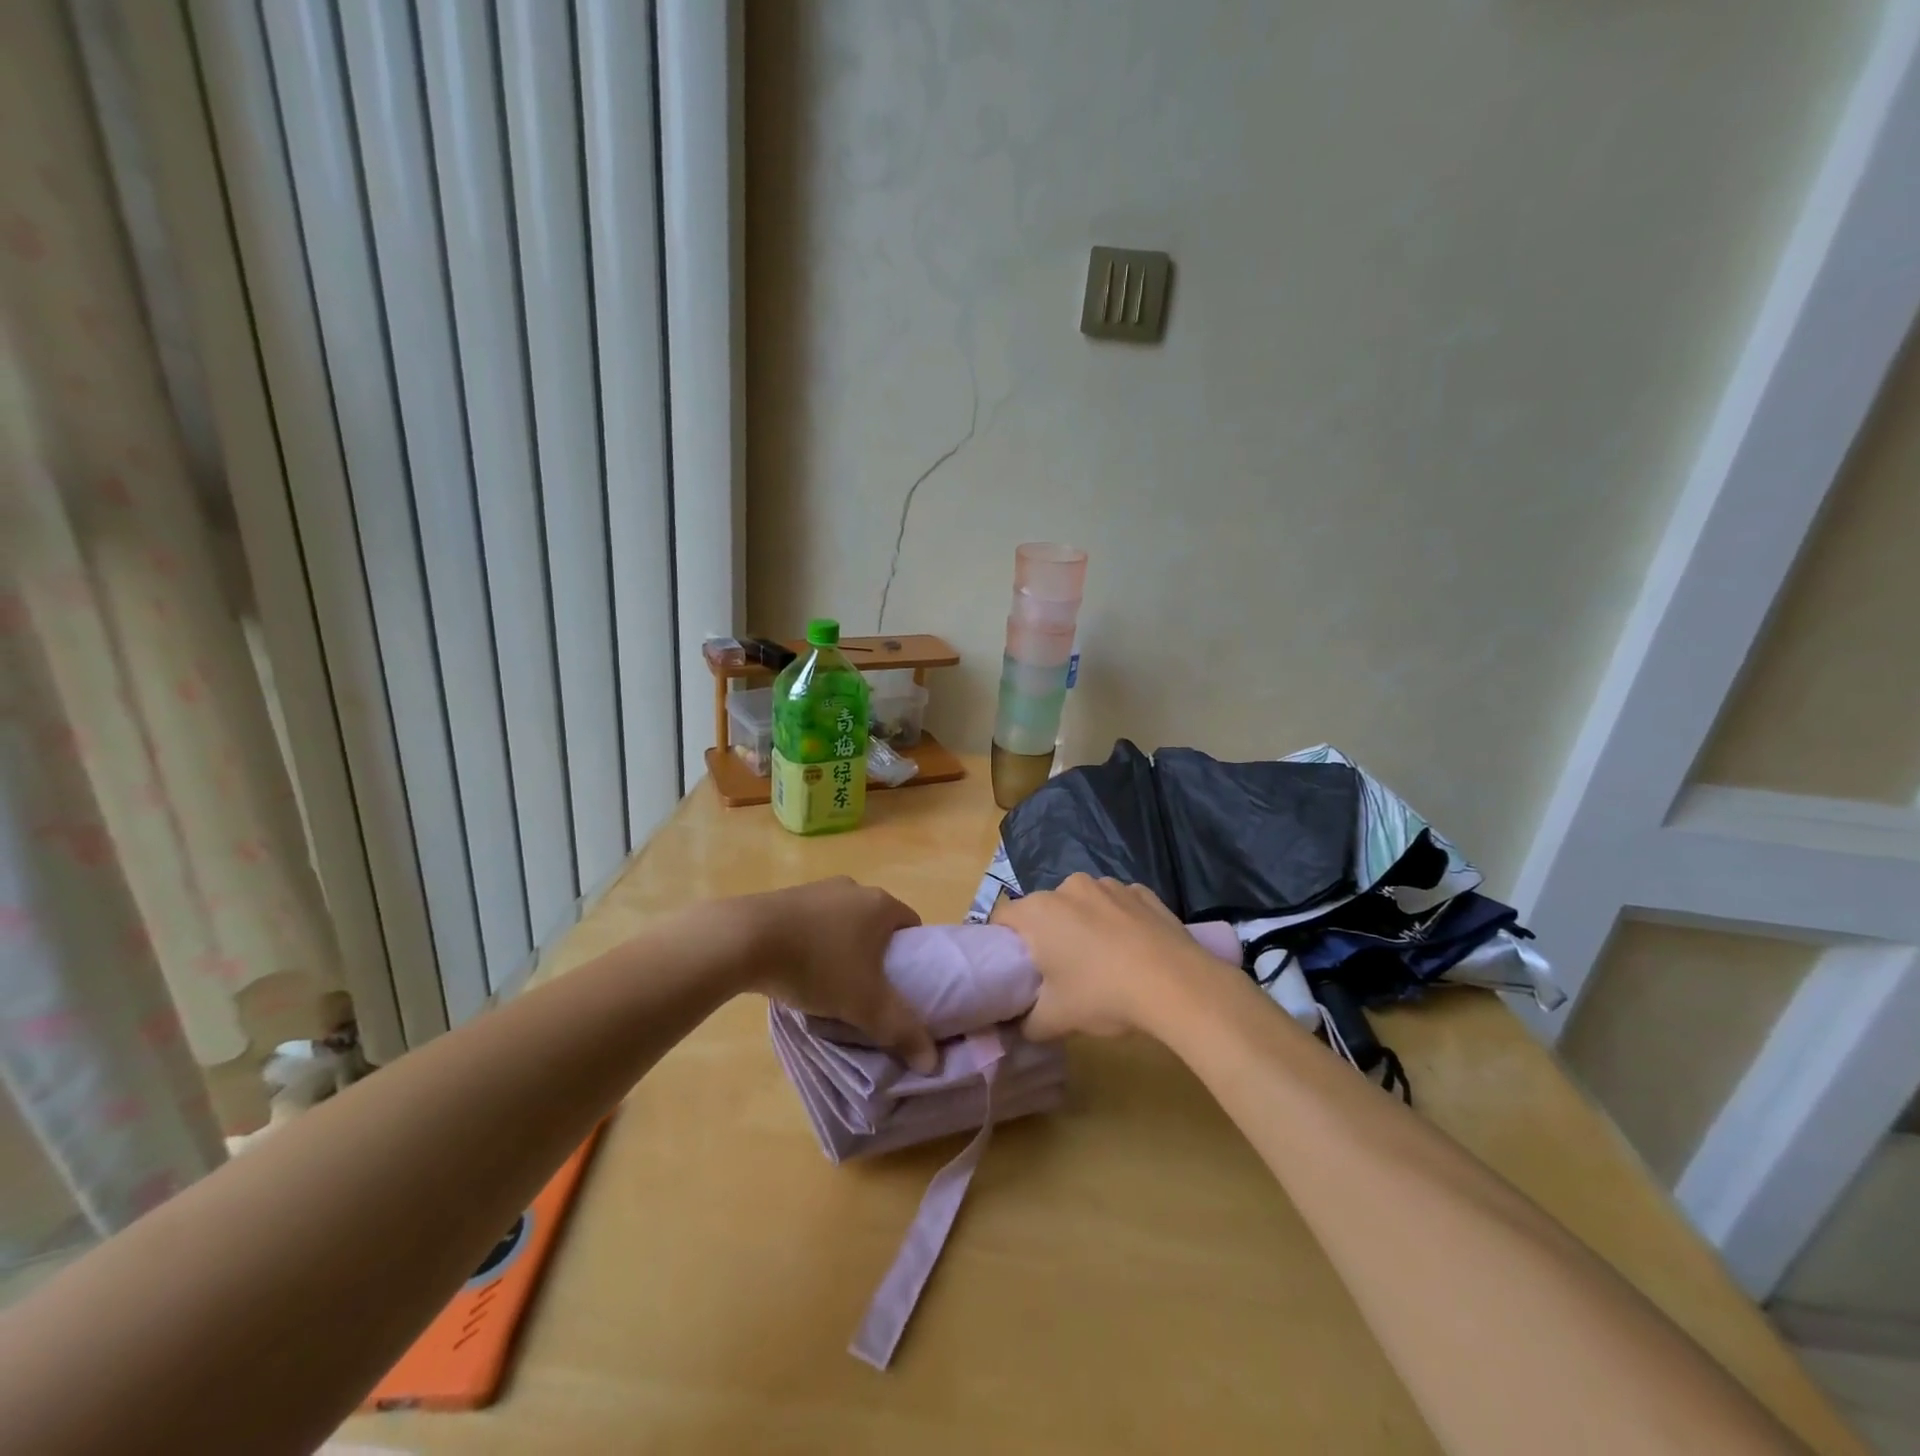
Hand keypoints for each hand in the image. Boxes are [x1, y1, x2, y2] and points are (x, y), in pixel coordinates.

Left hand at [743, 878, 937, 1071]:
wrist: (745, 938)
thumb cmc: (818, 965)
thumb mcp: (865, 1005)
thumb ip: (902, 1030)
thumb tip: (932, 1062)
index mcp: (881, 904)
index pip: (911, 924)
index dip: (913, 954)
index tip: (903, 983)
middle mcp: (854, 888)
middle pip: (876, 922)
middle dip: (876, 953)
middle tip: (868, 989)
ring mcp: (818, 889)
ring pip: (843, 921)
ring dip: (842, 946)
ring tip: (830, 983)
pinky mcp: (786, 896)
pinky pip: (812, 921)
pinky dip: (813, 941)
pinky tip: (798, 967)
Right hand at [995, 875, 1233, 1041]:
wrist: (1177, 984)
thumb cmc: (1103, 994)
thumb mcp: (1055, 1020)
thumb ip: (1026, 1022)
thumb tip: (1018, 1025)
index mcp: (1039, 911)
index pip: (1002, 918)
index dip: (1004, 943)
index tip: (1017, 968)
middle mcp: (1069, 887)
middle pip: (1044, 909)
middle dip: (1046, 934)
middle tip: (1058, 971)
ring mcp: (1109, 885)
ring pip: (1082, 904)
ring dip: (1082, 924)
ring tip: (1101, 961)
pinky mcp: (1142, 891)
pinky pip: (1117, 904)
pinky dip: (1117, 921)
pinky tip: (1132, 950)